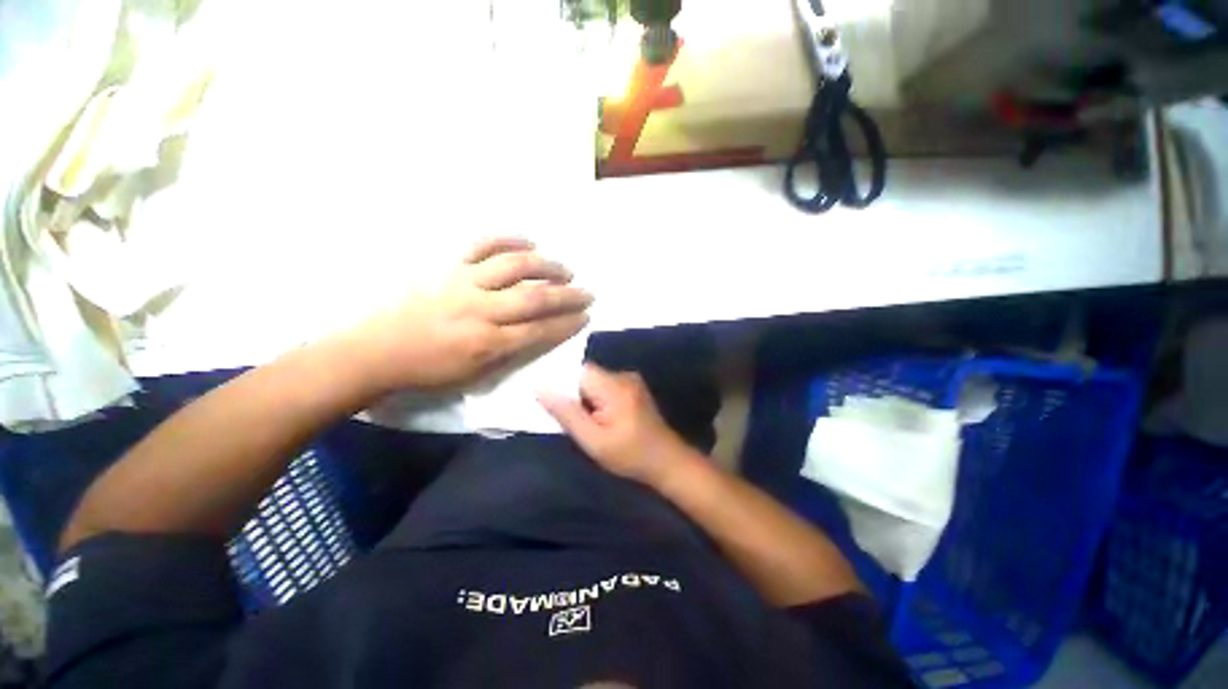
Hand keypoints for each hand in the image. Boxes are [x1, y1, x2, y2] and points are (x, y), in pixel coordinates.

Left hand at [344, 238, 591, 393]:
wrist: (379, 350)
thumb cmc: (430, 370)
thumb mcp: (475, 375)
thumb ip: (510, 353)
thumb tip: (538, 334)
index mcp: (488, 342)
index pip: (540, 330)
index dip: (568, 323)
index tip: (586, 316)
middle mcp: (482, 309)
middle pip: (535, 297)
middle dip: (568, 295)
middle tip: (588, 292)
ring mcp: (465, 282)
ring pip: (515, 266)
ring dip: (547, 265)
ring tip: (565, 269)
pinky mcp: (449, 266)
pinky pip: (482, 245)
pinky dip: (508, 239)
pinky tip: (528, 241)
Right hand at [540, 364, 693, 486]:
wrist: (667, 461)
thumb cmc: (630, 455)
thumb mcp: (593, 441)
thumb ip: (567, 413)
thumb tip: (539, 388)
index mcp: (614, 385)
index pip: (578, 371)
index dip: (564, 385)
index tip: (558, 406)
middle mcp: (623, 375)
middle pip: (587, 375)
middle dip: (576, 395)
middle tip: (576, 422)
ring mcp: (631, 380)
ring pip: (595, 382)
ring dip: (587, 399)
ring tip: (591, 424)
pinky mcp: (634, 388)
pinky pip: (606, 387)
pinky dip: (599, 400)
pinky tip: (604, 420)